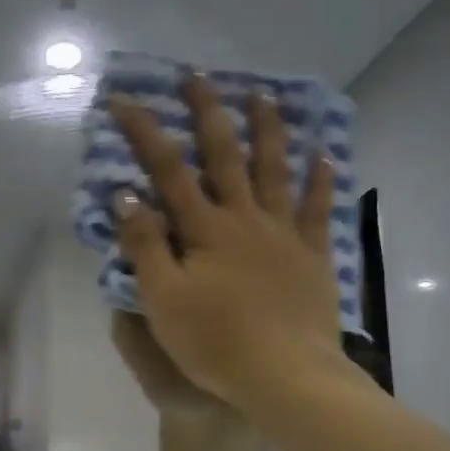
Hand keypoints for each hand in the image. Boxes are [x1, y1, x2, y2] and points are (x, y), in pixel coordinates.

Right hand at [108, 74, 348, 413]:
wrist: (285, 375)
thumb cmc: (216, 343)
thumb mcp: (164, 301)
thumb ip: (146, 247)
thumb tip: (127, 196)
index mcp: (205, 231)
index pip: (169, 172)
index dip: (145, 133)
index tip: (125, 100)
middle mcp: (245, 220)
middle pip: (225, 156)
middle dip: (209, 113)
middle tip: (199, 75)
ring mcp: (284, 234)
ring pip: (275, 171)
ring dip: (268, 130)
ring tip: (264, 95)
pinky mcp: (313, 255)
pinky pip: (320, 209)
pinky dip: (321, 178)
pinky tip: (324, 152)